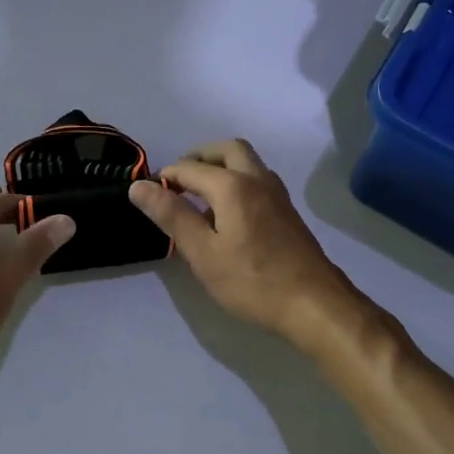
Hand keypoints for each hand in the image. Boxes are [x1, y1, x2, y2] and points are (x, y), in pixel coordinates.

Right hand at [128, 139, 371, 352]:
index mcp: (233, 185)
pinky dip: (237, 180)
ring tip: (199, 194)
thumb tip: (139, 186)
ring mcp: (277, 194)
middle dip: (198, 157)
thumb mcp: (203, 253)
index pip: (189, 168)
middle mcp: (257, 179)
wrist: (314, 303)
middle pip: (226, 149)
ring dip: (221, 166)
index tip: (148, 195)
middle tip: (177, 181)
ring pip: (247, 162)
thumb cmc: (252, 281)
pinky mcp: (287, 211)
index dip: (165, 178)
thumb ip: (172, 216)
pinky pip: (258, 179)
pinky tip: (228, 212)